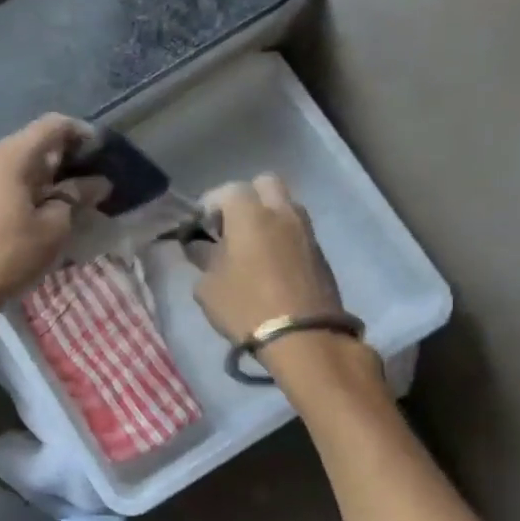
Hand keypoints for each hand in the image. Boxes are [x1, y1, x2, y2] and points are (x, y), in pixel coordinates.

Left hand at [0, 114, 109, 331]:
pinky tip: (34, 214)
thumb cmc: (8, 257)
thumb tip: (95, 184)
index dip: (81, 134)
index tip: (101, 154)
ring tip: (64, 203)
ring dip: (41, 178)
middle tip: (88, 184)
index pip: (51, 126)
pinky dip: (20, 190)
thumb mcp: (52, 229)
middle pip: (30, 145)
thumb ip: (75, 198)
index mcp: (8, 157)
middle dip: (62, 160)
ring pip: (12, 166)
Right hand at [193, 174, 346, 342]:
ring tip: (251, 247)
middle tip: (231, 228)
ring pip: (285, 205)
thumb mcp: (208, 286)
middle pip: (264, 184)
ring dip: (267, 217)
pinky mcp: (319, 252)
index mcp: (249, 214)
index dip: (209, 206)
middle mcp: (281, 212)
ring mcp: (305, 230)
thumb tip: (199, 247)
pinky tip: (270, 264)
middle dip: (245, 199)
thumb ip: (203, 258)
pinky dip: (282, 237)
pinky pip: (296, 230)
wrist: (302, 336)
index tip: (200, 229)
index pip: (226, 191)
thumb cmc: (245, 306)